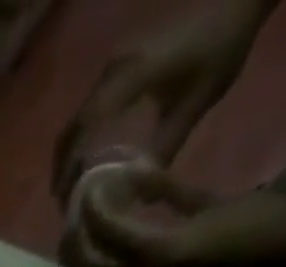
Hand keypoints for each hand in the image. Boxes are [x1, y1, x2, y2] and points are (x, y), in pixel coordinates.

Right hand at [52, 0, 272, 201]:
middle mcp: (112, 71)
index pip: (86, 127)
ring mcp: (112, 68)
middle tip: (64, 201)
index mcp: (130, 77)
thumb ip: (169, 144)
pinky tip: (86, 158)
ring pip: (76, 121)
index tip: (66, 198)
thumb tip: (144, 193)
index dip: (70, 165)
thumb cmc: (222, 45)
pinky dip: (81, 139)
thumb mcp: (199, 99)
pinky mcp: (117, 68)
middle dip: (63, 167)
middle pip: (72, 128)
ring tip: (72, 186)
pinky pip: (88, 111)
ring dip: (69, 155)